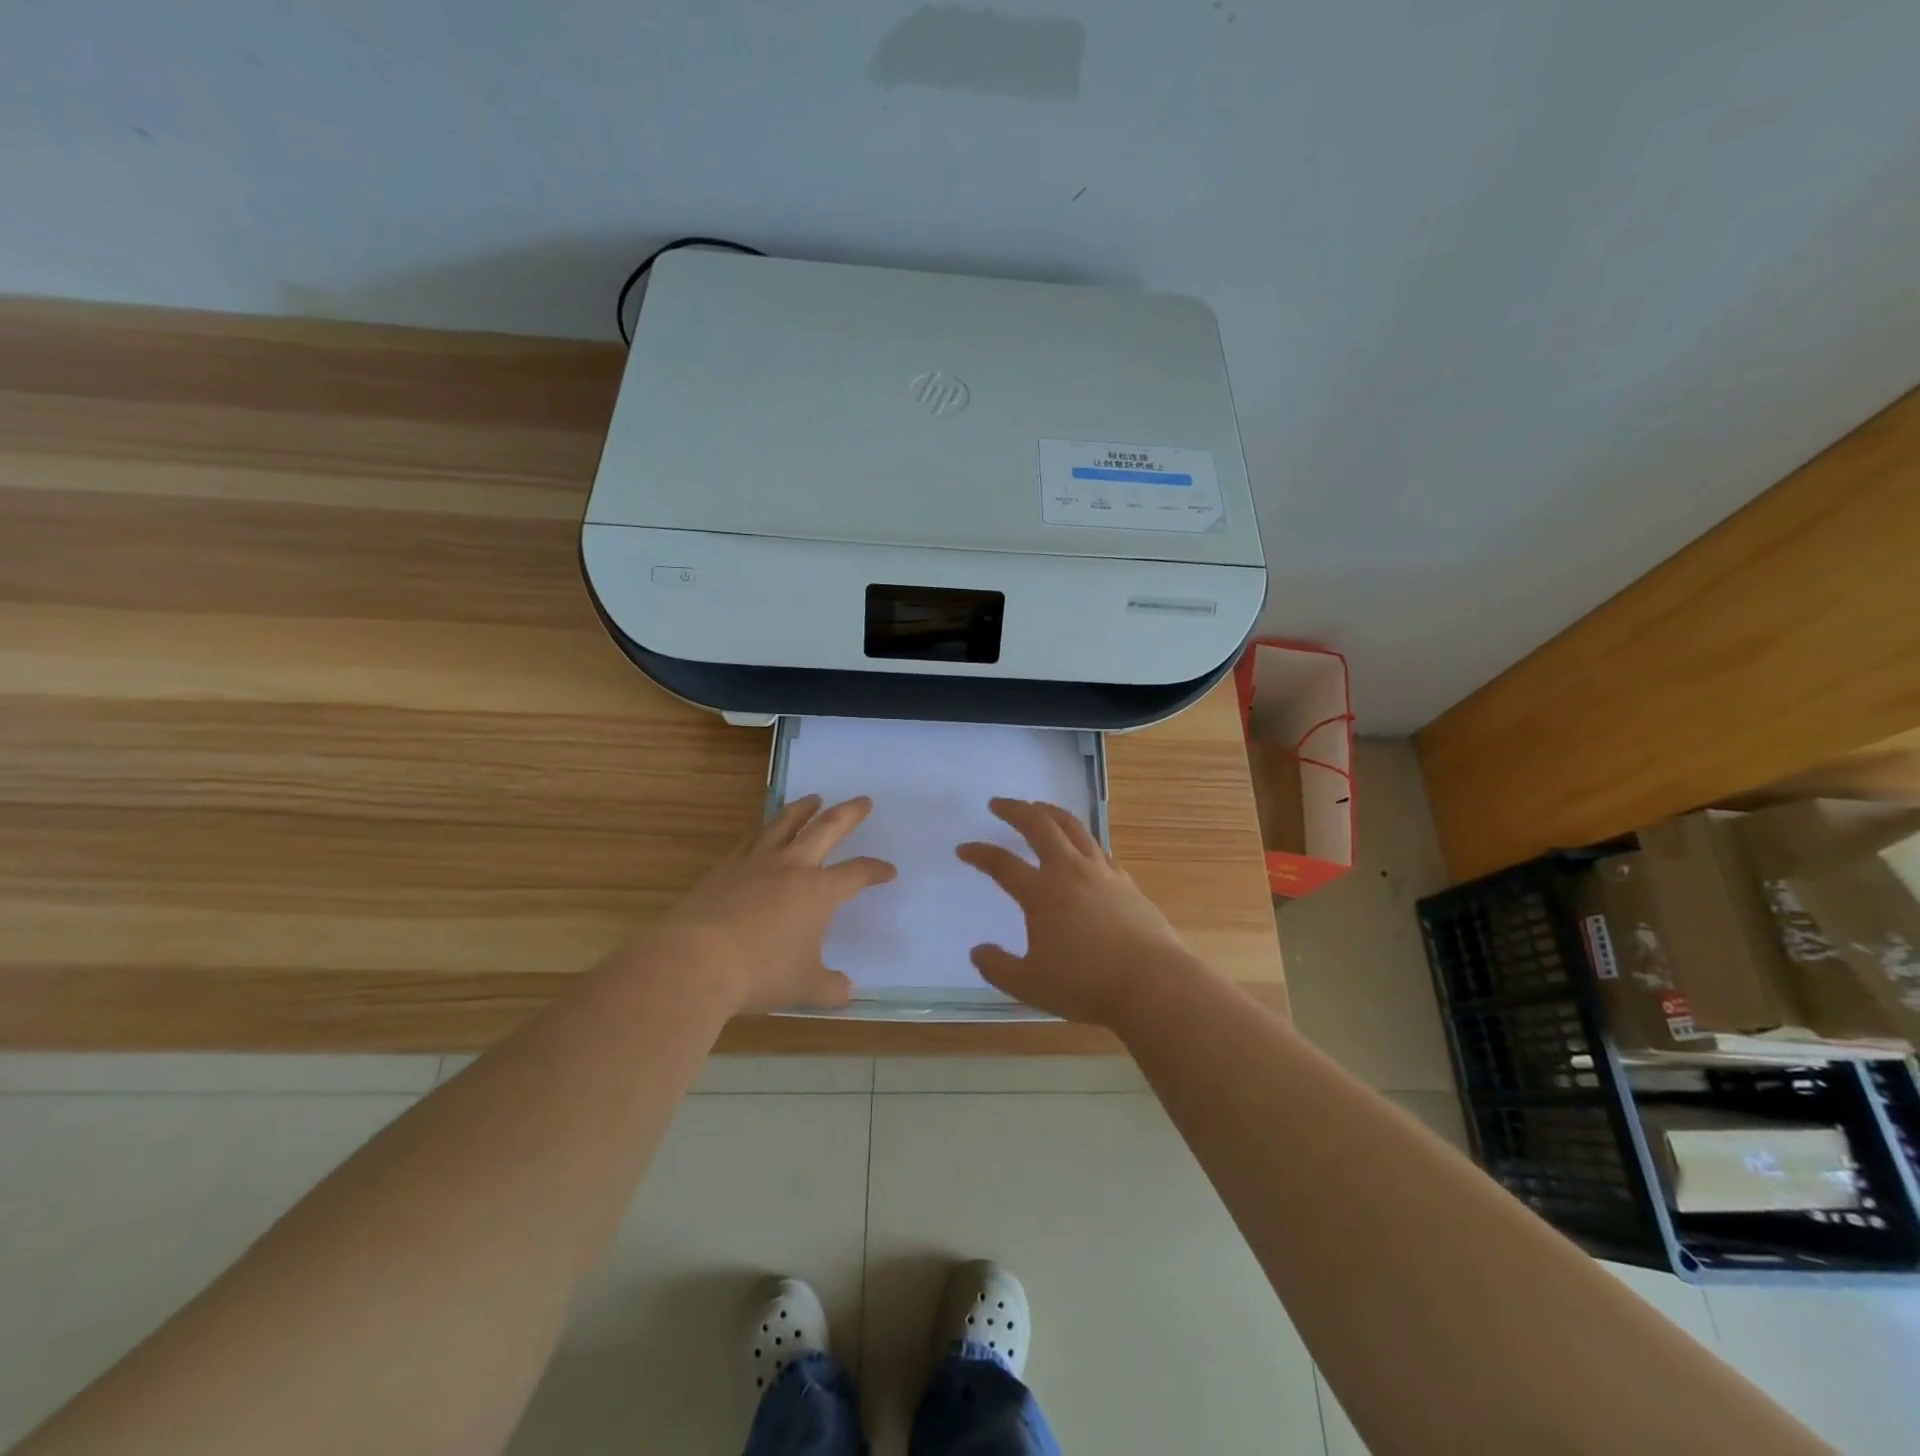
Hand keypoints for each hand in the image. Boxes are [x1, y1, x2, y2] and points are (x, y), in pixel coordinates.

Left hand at [634, 795, 895, 1014]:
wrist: (694, 961)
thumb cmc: (760, 972)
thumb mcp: (804, 987)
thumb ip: (830, 987)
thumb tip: (846, 991)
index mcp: (818, 891)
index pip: (857, 873)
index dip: (876, 870)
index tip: (889, 871)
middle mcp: (791, 867)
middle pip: (826, 829)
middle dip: (848, 814)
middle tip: (863, 800)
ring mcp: (755, 863)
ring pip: (784, 824)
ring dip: (803, 809)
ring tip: (813, 799)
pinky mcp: (725, 869)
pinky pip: (750, 840)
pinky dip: (763, 831)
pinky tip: (763, 832)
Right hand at [956, 798, 1204, 1028]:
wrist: (1152, 983)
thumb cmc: (1086, 984)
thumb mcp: (1030, 985)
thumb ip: (998, 967)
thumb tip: (978, 951)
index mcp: (1041, 893)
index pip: (1002, 864)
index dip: (979, 854)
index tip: (963, 849)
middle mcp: (1069, 871)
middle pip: (1039, 826)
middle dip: (1015, 810)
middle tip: (999, 803)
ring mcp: (1101, 872)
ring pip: (1073, 827)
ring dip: (1050, 813)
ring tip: (1038, 808)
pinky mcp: (1125, 882)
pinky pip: (1097, 848)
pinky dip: (1080, 838)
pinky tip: (1080, 846)